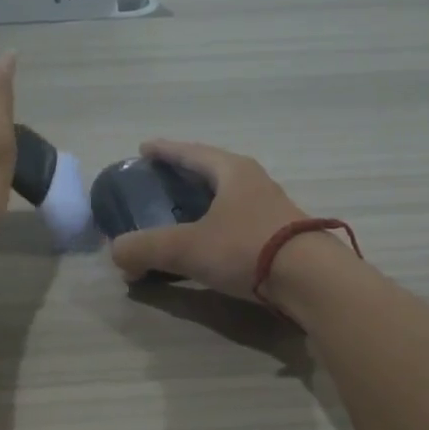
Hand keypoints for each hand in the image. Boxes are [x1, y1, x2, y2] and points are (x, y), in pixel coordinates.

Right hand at [109, 140, 312, 300]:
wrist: (311, 280)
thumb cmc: (246, 248)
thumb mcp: (187, 248)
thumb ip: (146, 248)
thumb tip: (117, 254)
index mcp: (232, 171)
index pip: (191, 153)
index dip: (165, 150)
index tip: (144, 148)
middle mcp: (254, 182)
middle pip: (212, 171)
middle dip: (185, 176)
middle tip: (161, 181)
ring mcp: (272, 209)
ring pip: (228, 198)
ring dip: (205, 203)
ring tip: (183, 213)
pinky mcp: (281, 236)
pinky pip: (239, 222)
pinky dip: (218, 227)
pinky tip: (211, 242)